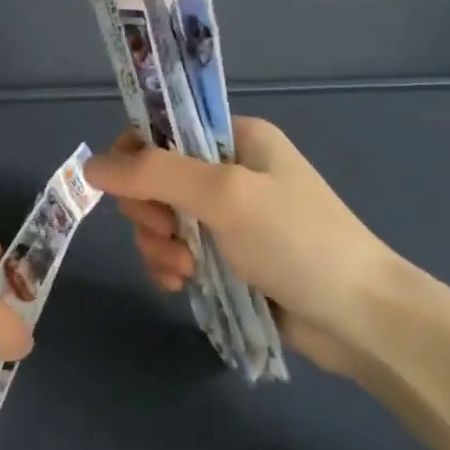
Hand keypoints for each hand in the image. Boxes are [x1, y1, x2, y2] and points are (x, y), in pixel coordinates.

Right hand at [85, 119, 405, 374]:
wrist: (360, 318)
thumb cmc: (297, 241)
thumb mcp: (225, 195)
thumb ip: (154, 174)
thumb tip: (90, 166)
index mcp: (235, 138)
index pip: (159, 131)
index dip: (135, 160)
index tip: (134, 194)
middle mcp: (228, 171)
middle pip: (152, 180)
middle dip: (150, 212)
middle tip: (172, 235)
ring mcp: (226, 218)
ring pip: (159, 221)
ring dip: (159, 246)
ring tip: (184, 271)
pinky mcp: (225, 258)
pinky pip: (174, 253)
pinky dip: (169, 267)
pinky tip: (181, 285)